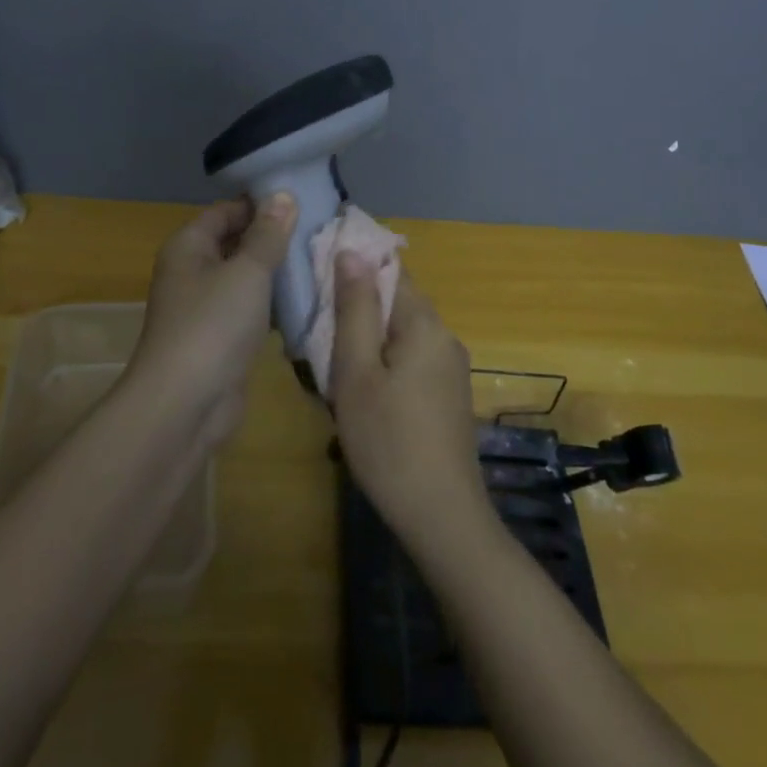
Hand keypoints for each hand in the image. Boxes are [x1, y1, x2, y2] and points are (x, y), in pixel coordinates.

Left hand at [128, 194, 296, 445]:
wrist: (185, 405)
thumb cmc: (213, 325)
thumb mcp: (247, 272)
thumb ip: (268, 235)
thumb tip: (283, 195)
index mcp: (189, 247)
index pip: (226, 211)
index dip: (260, 204)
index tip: (304, 201)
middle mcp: (193, 272)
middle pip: (235, 243)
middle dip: (273, 238)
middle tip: (320, 231)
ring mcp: (206, 308)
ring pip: (245, 279)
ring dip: (277, 273)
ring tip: (321, 261)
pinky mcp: (221, 339)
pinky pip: (250, 310)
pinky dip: (274, 305)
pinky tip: (307, 301)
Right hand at [328, 255, 487, 542]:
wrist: (441, 515)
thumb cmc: (388, 440)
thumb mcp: (357, 371)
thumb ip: (355, 308)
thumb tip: (352, 251)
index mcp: (424, 323)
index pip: (390, 269)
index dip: (354, 266)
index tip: (317, 279)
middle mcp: (445, 337)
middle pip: (395, 303)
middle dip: (356, 311)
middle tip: (315, 334)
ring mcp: (451, 368)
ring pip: (400, 335)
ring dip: (366, 342)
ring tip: (330, 369)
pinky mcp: (448, 395)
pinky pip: (410, 360)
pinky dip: (383, 364)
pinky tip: (360, 395)